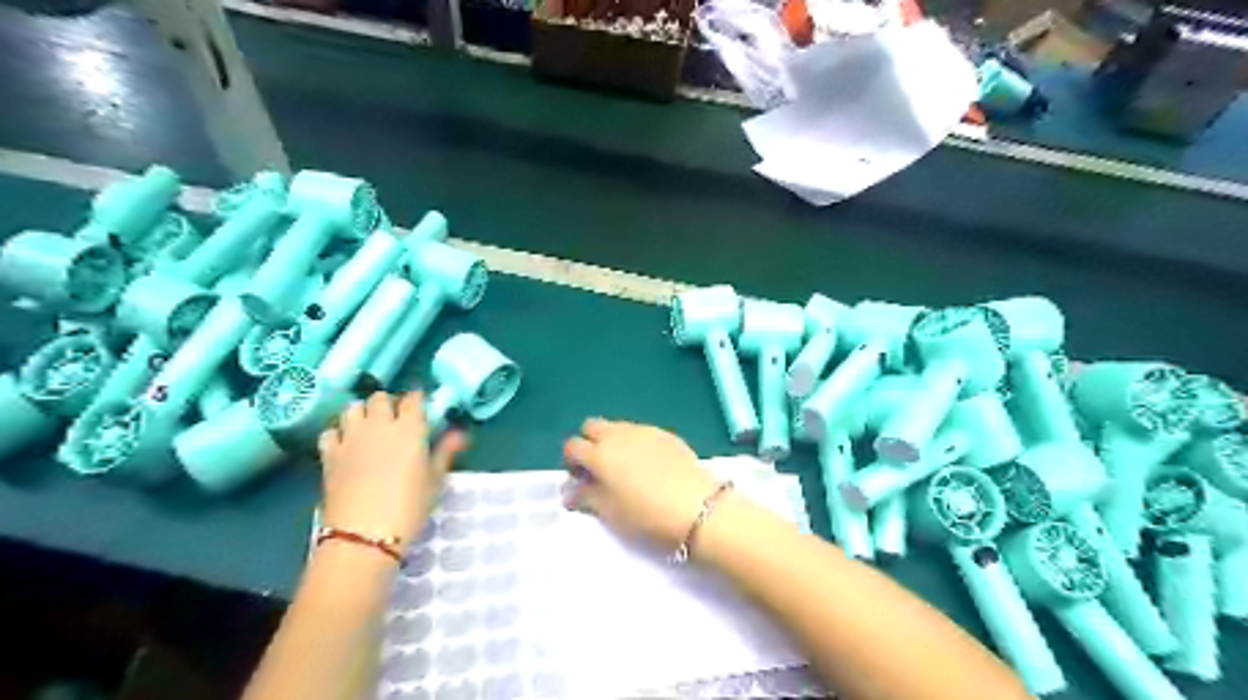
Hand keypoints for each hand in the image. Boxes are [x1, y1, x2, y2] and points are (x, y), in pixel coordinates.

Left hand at [317, 390, 466, 550]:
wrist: (364, 536)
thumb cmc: (409, 508)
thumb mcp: (434, 481)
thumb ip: (445, 452)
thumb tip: (460, 434)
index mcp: (410, 429)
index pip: (413, 399)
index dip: (417, 399)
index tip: (421, 406)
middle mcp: (379, 425)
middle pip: (380, 398)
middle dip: (389, 403)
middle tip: (396, 418)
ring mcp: (350, 438)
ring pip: (353, 408)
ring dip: (362, 412)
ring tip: (369, 427)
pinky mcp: (329, 454)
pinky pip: (330, 431)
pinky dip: (339, 433)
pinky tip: (346, 444)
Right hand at [562, 419, 715, 547]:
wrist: (697, 506)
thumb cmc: (647, 515)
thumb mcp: (610, 512)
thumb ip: (585, 497)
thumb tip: (568, 491)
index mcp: (599, 454)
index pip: (572, 446)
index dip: (572, 461)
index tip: (581, 479)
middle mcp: (618, 435)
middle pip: (592, 426)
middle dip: (589, 442)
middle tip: (599, 468)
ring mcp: (643, 431)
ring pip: (617, 426)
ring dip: (612, 441)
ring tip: (625, 468)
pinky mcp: (665, 433)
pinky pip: (640, 431)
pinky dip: (635, 442)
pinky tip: (649, 465)